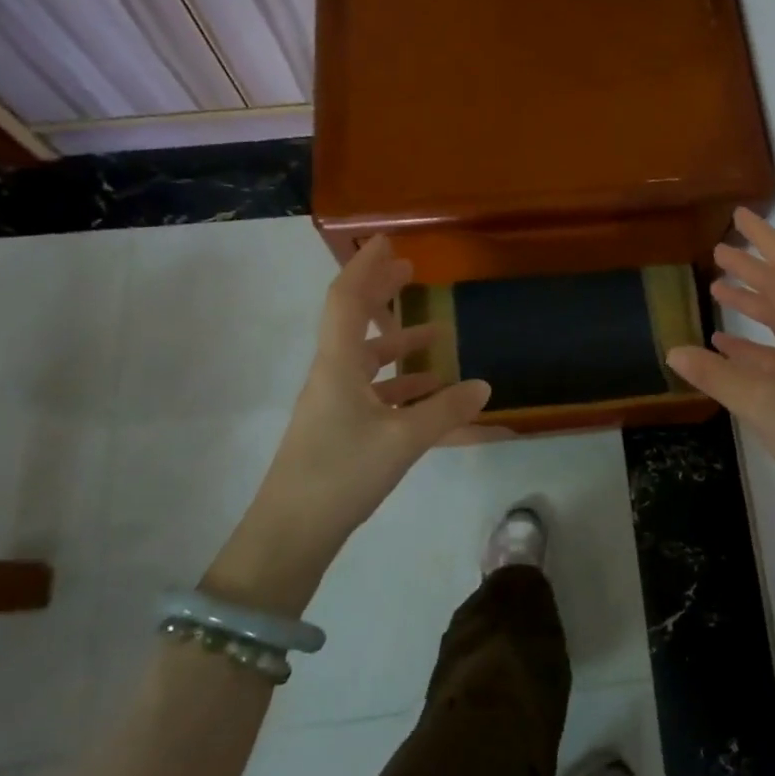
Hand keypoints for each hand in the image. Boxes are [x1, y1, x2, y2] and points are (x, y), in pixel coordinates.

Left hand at [208, 237, 490, 608]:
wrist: (290, 534)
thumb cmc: (341, 474)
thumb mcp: (402, 441)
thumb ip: (446, 411)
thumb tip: (483, 386)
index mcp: (338, 365)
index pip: (347, 299)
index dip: (367, 267)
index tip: (388, 241)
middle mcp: (332, 375)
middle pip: (355, 321)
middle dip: (382, 294)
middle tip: (412, 272)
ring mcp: (334, 403)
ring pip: (368, 359)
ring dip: (398, 342)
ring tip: (436, 333)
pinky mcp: (340, 429)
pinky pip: (375, 393)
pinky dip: (402, 385)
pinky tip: (430, 392)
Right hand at [668, 209, 774, 518]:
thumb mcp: (760, 399)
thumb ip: (715, 373)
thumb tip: (673, 350)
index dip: (764, 238)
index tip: (740, 216)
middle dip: (752, 268)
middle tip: (717, 251)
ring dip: (751, 303)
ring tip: (716, 289)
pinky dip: (752, 344)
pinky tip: (724, 345)